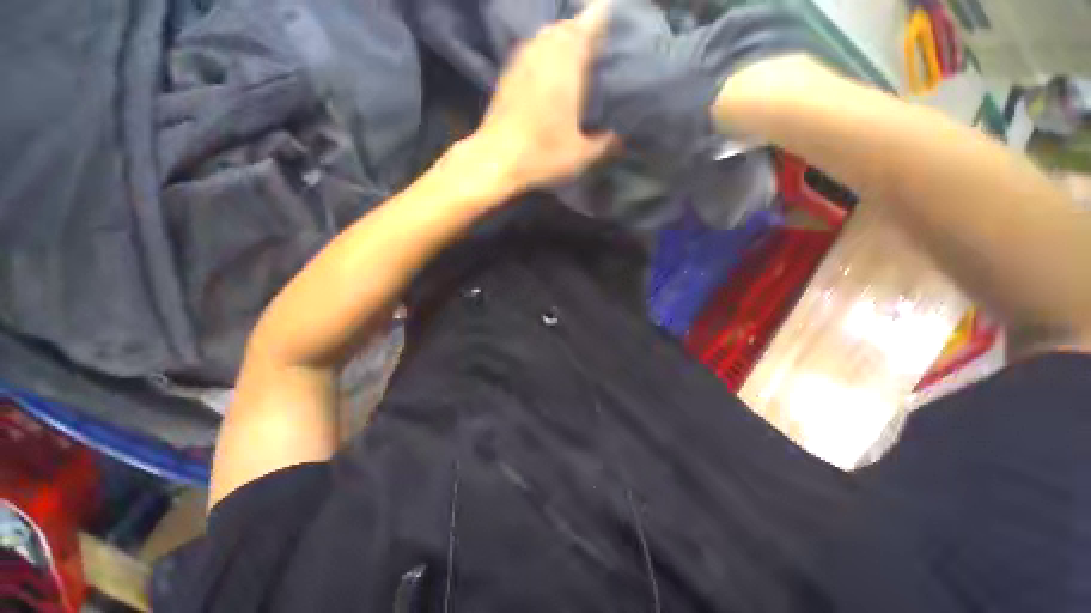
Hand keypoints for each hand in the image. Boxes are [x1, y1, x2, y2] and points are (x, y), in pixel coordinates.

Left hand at [472, 2, 618, 190]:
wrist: (496, 159)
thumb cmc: (541, 154)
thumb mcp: (580, 155)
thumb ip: (604, 144)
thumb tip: (620, 138)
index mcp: (567, 62)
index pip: (590, 22)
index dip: (603, 17)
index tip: (615, 22)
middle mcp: (544, 50)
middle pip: (567, 25)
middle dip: (584, 30)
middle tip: (599, 47)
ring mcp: (522, 59)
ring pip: (547, 35)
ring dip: (563, 40)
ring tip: (576, 58)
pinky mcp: (508, 72)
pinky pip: (532, 49)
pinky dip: (545, 52)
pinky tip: (549, 72)